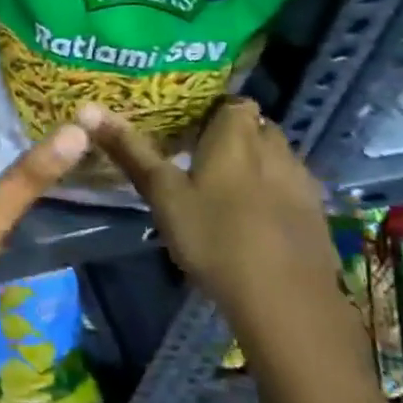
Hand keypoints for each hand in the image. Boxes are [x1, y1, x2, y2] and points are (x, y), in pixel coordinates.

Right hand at [82, 97, 335, 314]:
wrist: (286, 300)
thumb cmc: (215, 237)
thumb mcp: (163, 194)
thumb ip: (130, 151)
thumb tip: (87, 108)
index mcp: (237, 135)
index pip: (232, 101)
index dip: (212, 110)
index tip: (186, 128)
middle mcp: (276, 148)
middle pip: (255, 127)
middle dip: (232, 136)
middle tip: (197, 157)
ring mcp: (302, 182)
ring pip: (275, 158)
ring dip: (254, 165)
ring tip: (222, 189)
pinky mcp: (316, 215)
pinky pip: (290, 189)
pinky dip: (272, 194)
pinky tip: (252, 220)